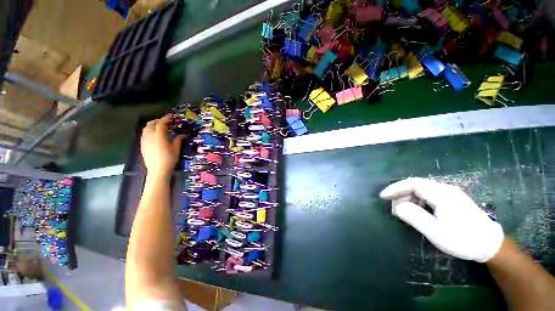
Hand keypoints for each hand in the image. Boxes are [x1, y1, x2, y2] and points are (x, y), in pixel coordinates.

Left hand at [140, 116, 184, 178]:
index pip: (161, 124)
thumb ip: (178, 140)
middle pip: (151, 124)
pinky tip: (153, 134)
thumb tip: (182, 135)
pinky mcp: (142, 145)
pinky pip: (144, 134)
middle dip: (158, 120)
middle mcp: (150, 137)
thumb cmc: (169, 160)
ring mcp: (144, 141)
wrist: (158, 171)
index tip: (171, 116)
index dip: (166, 118)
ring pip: (146, 129)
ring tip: (159, 126)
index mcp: (159, 137)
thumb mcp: (176, 149)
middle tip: (165, 121)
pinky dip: (148, 130)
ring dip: (152, 125)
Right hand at [380, 177, 503, 262]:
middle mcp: (445, 189)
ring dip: (408, 198)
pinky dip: (417, 201)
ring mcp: (449, 194)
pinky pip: (428, 195)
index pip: (412, 184)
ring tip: (403, 212)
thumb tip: (396, 207)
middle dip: (400, 194)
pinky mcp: (451, 200)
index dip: (395, 188)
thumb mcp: (437, 232)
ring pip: (421, 190)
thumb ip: (414, 217)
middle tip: (393, 208)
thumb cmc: (463, 240)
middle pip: (416, 185)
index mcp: (442, 194)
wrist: (491, 246)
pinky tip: (417, 211)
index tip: (383, 196)